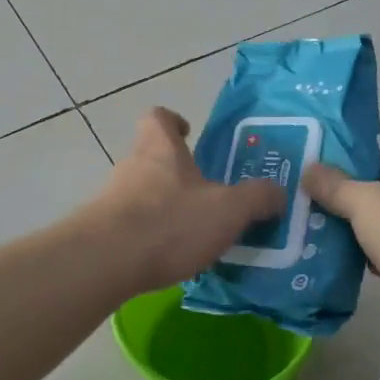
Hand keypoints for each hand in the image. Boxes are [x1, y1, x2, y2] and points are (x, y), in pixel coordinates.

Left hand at [82, 108, 286, 296]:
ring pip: (141, 193)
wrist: (106, 262)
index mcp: (160, 149)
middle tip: (207, 194)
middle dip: (177, 173)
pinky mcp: (101, 232)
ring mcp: (112, 199)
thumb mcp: (228, 210)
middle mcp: (131, 167)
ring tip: (194, 233)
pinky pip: (132, 226)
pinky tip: (170, 259)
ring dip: (164, 207)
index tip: (188, 133)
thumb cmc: (170, 223)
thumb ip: (257, 198)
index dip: (173, 122)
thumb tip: (278, 193)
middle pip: (151, 157)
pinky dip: (150, 237)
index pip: (158, 117)